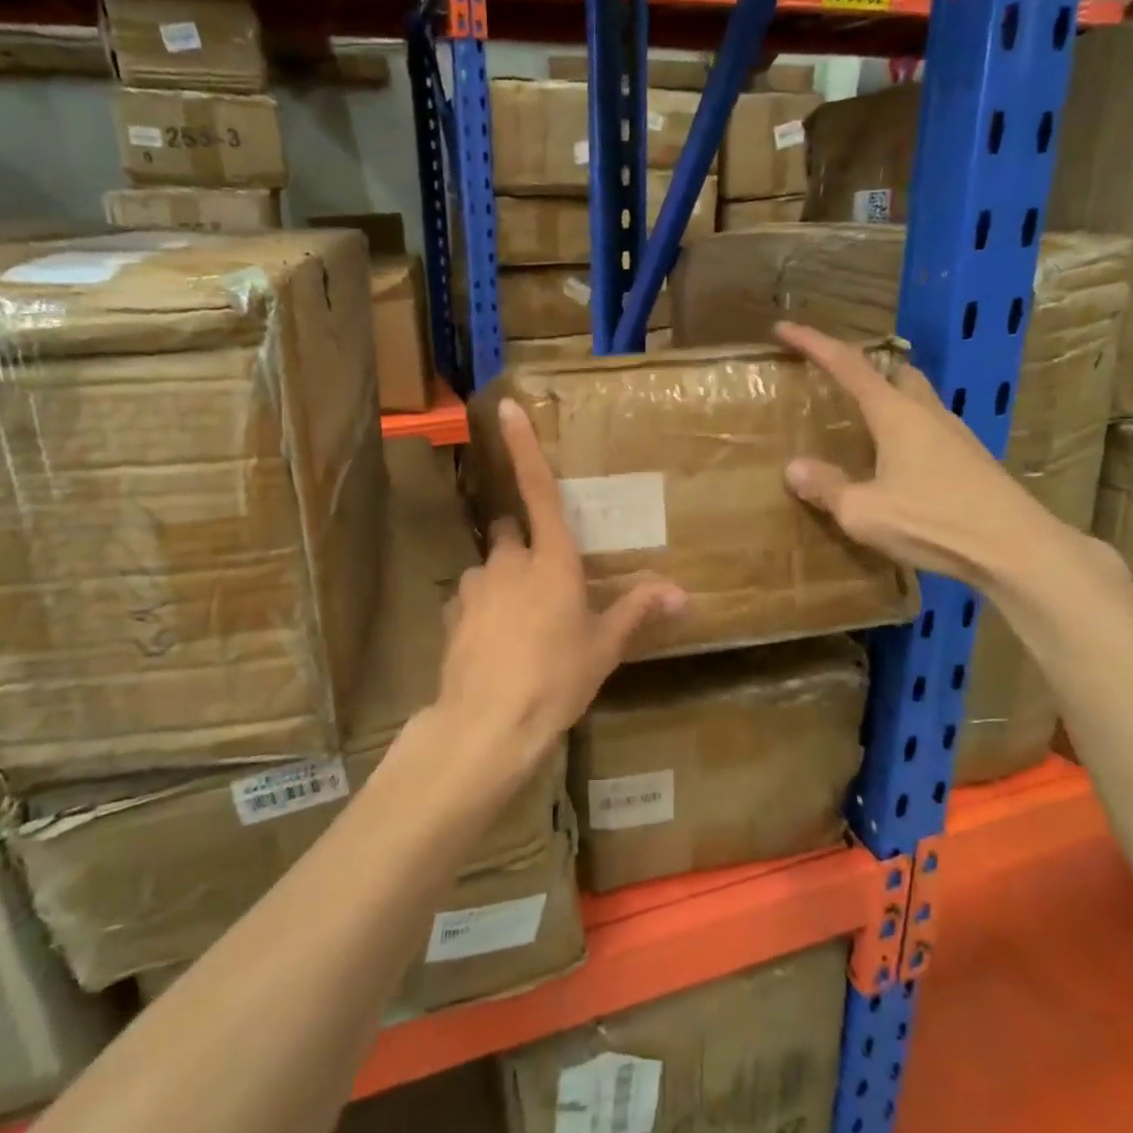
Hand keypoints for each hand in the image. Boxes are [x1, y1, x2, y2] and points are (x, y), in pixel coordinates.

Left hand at [431, 399, 684, 788]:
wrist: (488, 724)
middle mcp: (508, 562)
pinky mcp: (452, 614)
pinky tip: (494, 644)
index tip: (507, 409)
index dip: (524, 448)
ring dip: (503, 582)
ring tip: (520, 625)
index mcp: (551, 562)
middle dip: (524, 543)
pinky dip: (482, 610)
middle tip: (544, 581)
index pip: (540, 491)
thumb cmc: (556, 678)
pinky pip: (470, 599)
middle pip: (511, 532)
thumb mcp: (603, 648)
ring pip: (489, 568)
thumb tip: (680, 592)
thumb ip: (637, 611)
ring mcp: (474, 587)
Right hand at [774, 321, 1057, 591]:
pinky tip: (895, 464)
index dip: (814, 343)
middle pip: (893, 373)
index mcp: (896, 415)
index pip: (848, 365)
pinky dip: (905, 431)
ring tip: (861, 426)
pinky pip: (929, 429)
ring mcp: (955, 435)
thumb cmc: (933, 521)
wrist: (1015, 549)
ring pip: (916, 400)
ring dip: (887, 401)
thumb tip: (795, 468)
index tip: (785, 328)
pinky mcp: (971, 460)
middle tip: (833, 383)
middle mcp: (927, 414)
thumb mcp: (863, 511)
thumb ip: (827, 487)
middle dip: (862, 369)